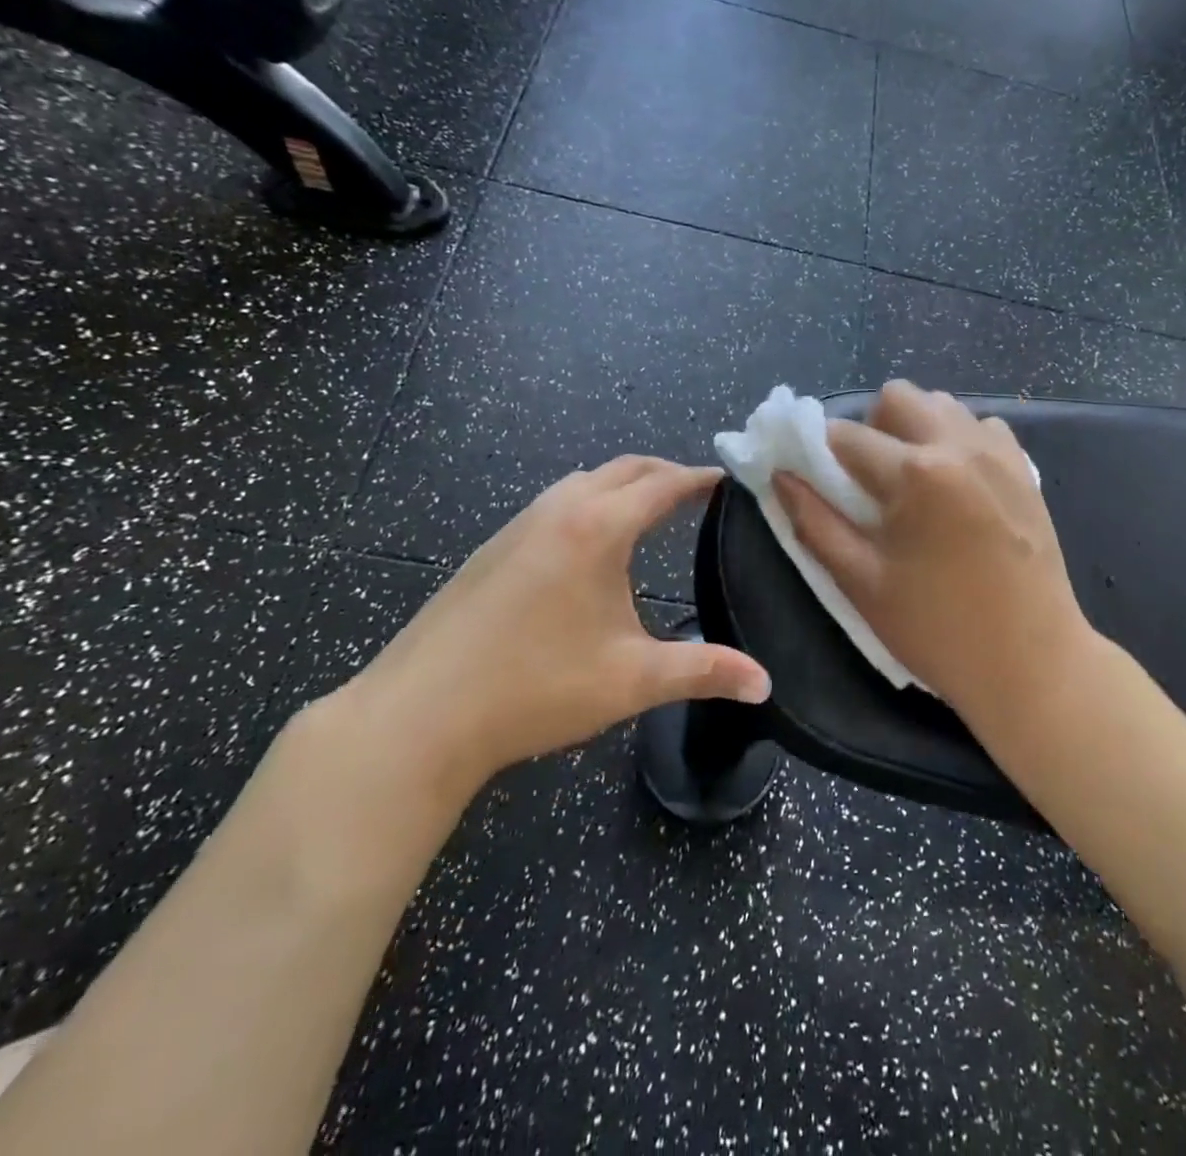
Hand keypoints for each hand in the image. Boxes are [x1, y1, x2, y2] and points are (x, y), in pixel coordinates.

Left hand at [337, 457, 769, 808]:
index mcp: (597, 528)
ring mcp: (517, 526)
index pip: (663, 483)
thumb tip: (765, 685)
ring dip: (622, 485)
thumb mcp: (632, 680)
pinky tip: (589, 547)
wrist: (419, 715)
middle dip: (665, 473)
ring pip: (582, 482)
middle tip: (698, 493)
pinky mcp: (492, 549)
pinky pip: (554, 504)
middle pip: (623, 469)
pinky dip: (588, 503)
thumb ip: (705, 672)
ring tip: (650, 512)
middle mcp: (558, 511)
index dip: (700, 478)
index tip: (730, 479)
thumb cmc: (536, 688)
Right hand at [774, 381, 1095, 724]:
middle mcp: (959, 445)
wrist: (1031, 662)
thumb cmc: (937, 629)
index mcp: (915, 473)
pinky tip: (956, 487)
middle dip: (871, 428)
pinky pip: (980, 427)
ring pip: (941, 405)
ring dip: (914, 430)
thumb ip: (814, 522)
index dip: (818, 454)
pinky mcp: (1024, 468)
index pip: (845, 436)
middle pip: (897, 396)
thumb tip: (780, 476)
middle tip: (870, 480)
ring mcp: (998, 453)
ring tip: (914, 483)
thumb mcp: (862, 582)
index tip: (815, 478)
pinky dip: (957, 441)